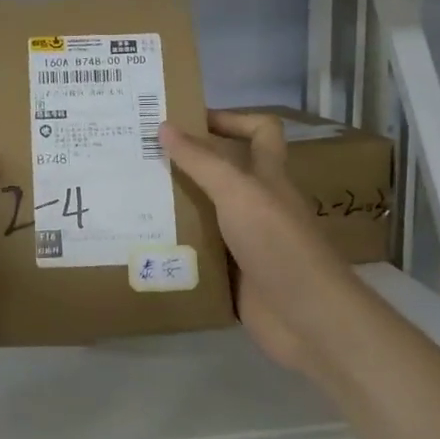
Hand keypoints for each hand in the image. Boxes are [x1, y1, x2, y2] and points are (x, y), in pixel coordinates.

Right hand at [160, 111, 352, 378]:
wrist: (307, 319)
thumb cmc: (277, 244)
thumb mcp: (238, 193)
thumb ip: (202, 162)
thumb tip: (164, 126)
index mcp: (268, 177)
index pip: (260, 131)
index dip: (231, 119)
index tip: (187, 120)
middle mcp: (259, 205)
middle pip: (224, 173)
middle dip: (186, 164)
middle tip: (140, 159)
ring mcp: (247, 243)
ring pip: (208, 215)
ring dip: (176, 208)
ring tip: (132, 199)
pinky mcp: (234, 276)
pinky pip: (201, 255)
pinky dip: (178, 250)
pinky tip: (145, 246)